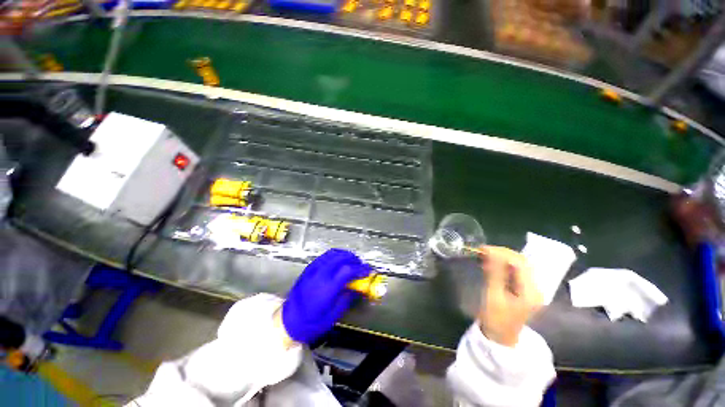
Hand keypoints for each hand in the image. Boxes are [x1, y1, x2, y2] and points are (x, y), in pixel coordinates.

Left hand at [281, 249, 370, 343]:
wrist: (287, 321)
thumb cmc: (311, 322)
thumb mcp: (333, 315)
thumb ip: (347, 298)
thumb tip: (357, 287)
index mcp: (327, 287)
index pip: (347, 270)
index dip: (360, 268)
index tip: (368, 271)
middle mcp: (320, 274)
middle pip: (341, 257)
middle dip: (354, 259)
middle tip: (361, 266)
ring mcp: (313, 269)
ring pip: (333, 254)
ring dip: (345, 255)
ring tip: (352, 261)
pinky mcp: (309, 268)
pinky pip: (325, 256)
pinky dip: (336, 255)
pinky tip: (339, 261)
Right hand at [477, 246, 542, 346]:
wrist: (501, 337)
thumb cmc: (496, 319)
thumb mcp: (493, 296)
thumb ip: (494, 273)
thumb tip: (490, 253)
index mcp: (530, 292)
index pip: (519, 263)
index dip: (502, 253)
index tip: (483, 249)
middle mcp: (535, 287)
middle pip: (521, 262)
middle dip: (502, 253)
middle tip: (482, 250)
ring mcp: (530, 288)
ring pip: (519, 264)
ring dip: (502, 257)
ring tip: (485, 255)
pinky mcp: (524, 289)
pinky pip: (515, 270)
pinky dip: (502, 264)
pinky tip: (491, 263)